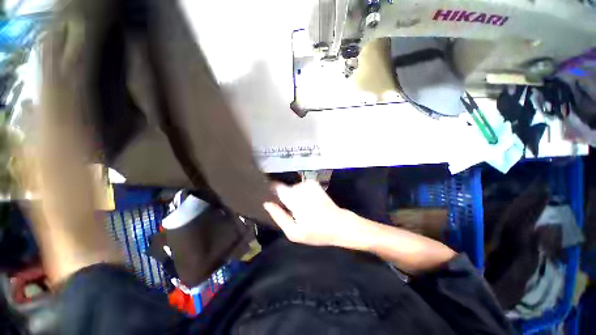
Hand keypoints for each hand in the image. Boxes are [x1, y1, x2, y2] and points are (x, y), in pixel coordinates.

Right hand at [263, 181, 371, 249]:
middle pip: (284, 189)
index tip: (267, 197)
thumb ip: (279, 216)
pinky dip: (300, 193)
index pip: (276, 187)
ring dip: (292, 196)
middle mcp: (300, 188)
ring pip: (292, 188)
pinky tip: (306, 203)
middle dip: (282, 197)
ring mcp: (308, 184)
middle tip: (287, 210)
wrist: (339, 224)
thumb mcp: (294, 232)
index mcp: (294, 199)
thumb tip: (267, 203)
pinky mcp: (314, 184)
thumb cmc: (316, 232)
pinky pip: (300, 187)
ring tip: (298, 208)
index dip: (270, 190)